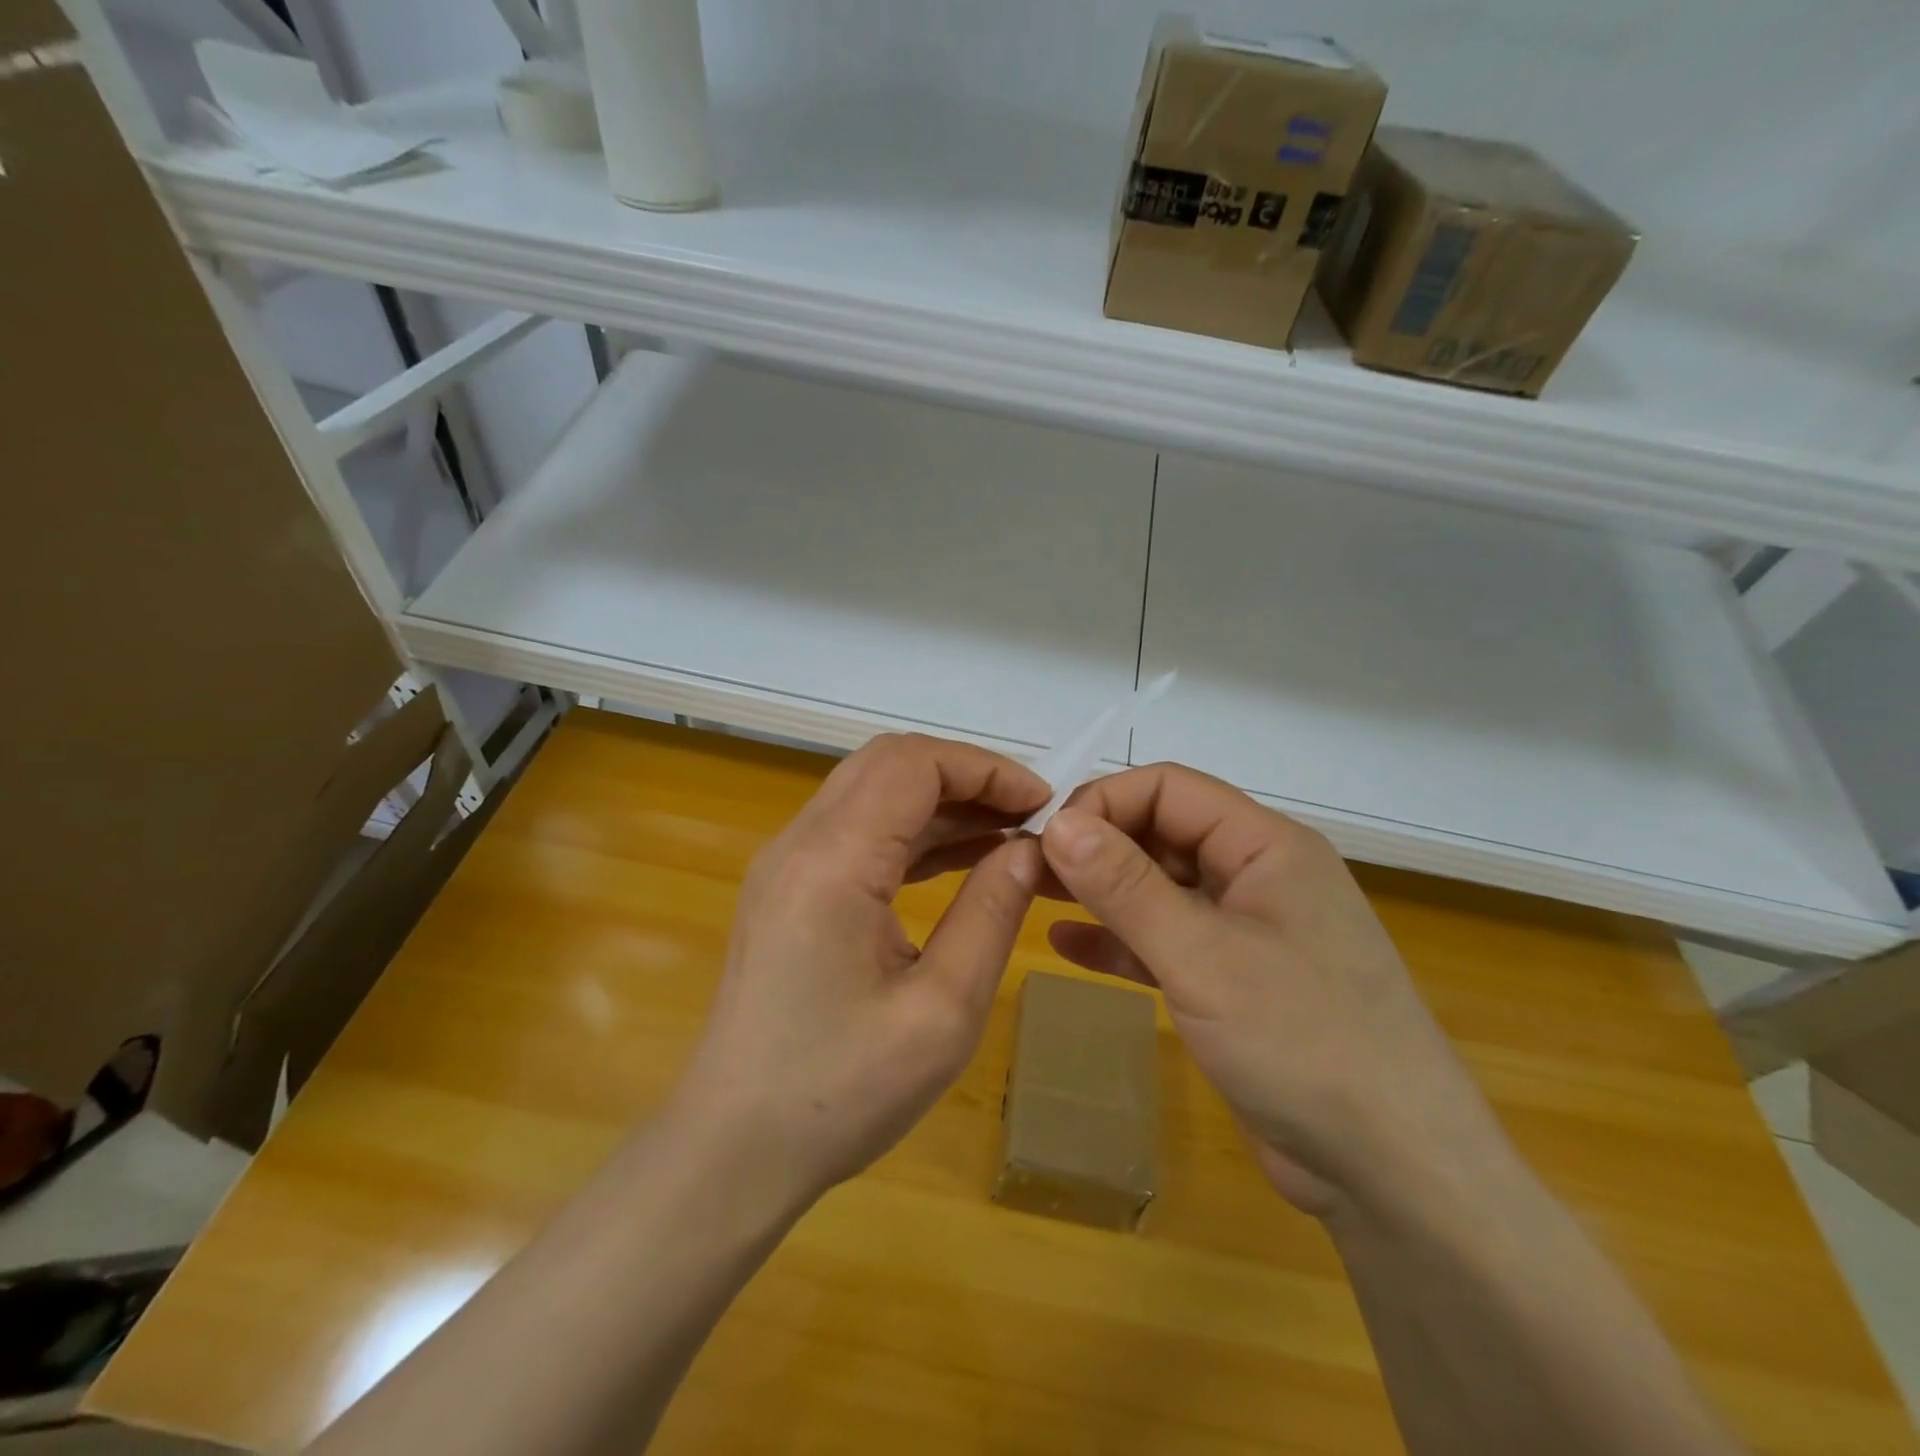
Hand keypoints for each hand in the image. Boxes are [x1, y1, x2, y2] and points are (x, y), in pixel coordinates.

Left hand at [673, 733, 1047, 1212]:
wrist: (734, 1148)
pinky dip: (913, 833)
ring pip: (873, 793)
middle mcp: (799, 843)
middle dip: (966, 776)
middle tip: (1029, 816)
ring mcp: (787, 863)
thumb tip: (1030, 850)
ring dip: (942, 803)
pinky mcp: (789, 888)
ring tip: (1009, 837)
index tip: (1043, 804)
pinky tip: (962, 862)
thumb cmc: (840, 1092)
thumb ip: (990, 914)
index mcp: (832, 862)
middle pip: (889, 763)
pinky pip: (858, 832)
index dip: (985, 768)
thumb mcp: (942, 1012)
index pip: (913, 763)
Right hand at [1039, 765, 1506, 1221]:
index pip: (1170, 789)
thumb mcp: (1202, 956)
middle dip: (1096, 846)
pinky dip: (1119, 941)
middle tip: (1027, 868)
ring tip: (1032, 894)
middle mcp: (1257, 876)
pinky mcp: (1234, 982)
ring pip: (1160, 889)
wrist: (1395, 1174)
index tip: (1046, 837)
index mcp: (1266, 846)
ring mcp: (1246, 931)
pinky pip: (1165, 942)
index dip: (1104, 802)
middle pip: (1163, 834)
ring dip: (1101, 891)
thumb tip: (1058, 823)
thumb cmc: (1303, 1042)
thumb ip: (1126, 887)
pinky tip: (1066, 945)